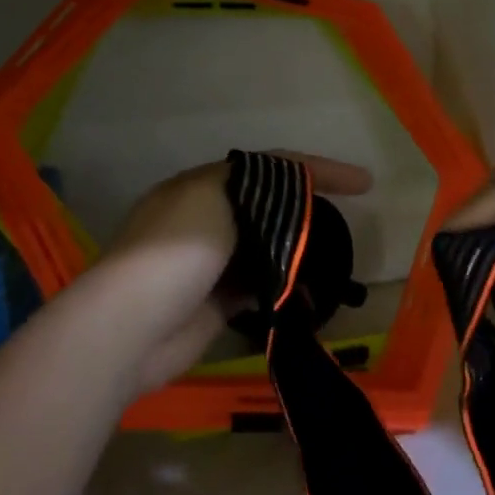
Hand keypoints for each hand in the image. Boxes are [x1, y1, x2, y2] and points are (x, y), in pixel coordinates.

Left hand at [104, 153, 372, 391]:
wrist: (132, 325)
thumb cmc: (174, 250)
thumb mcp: (211, 195)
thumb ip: (251, 185)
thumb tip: (283, 193)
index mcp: (202, 186)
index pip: (269, 168)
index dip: (316, 169)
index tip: (362, 182)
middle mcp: (206, 220)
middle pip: (269, 207)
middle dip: (308, 211)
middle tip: (348, 220)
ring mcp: (211, 263)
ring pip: (267, 248)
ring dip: (298, 251)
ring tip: (336, 257)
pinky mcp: (216, 303)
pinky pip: (260, 287)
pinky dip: (284, 286)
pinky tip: (310, 292)